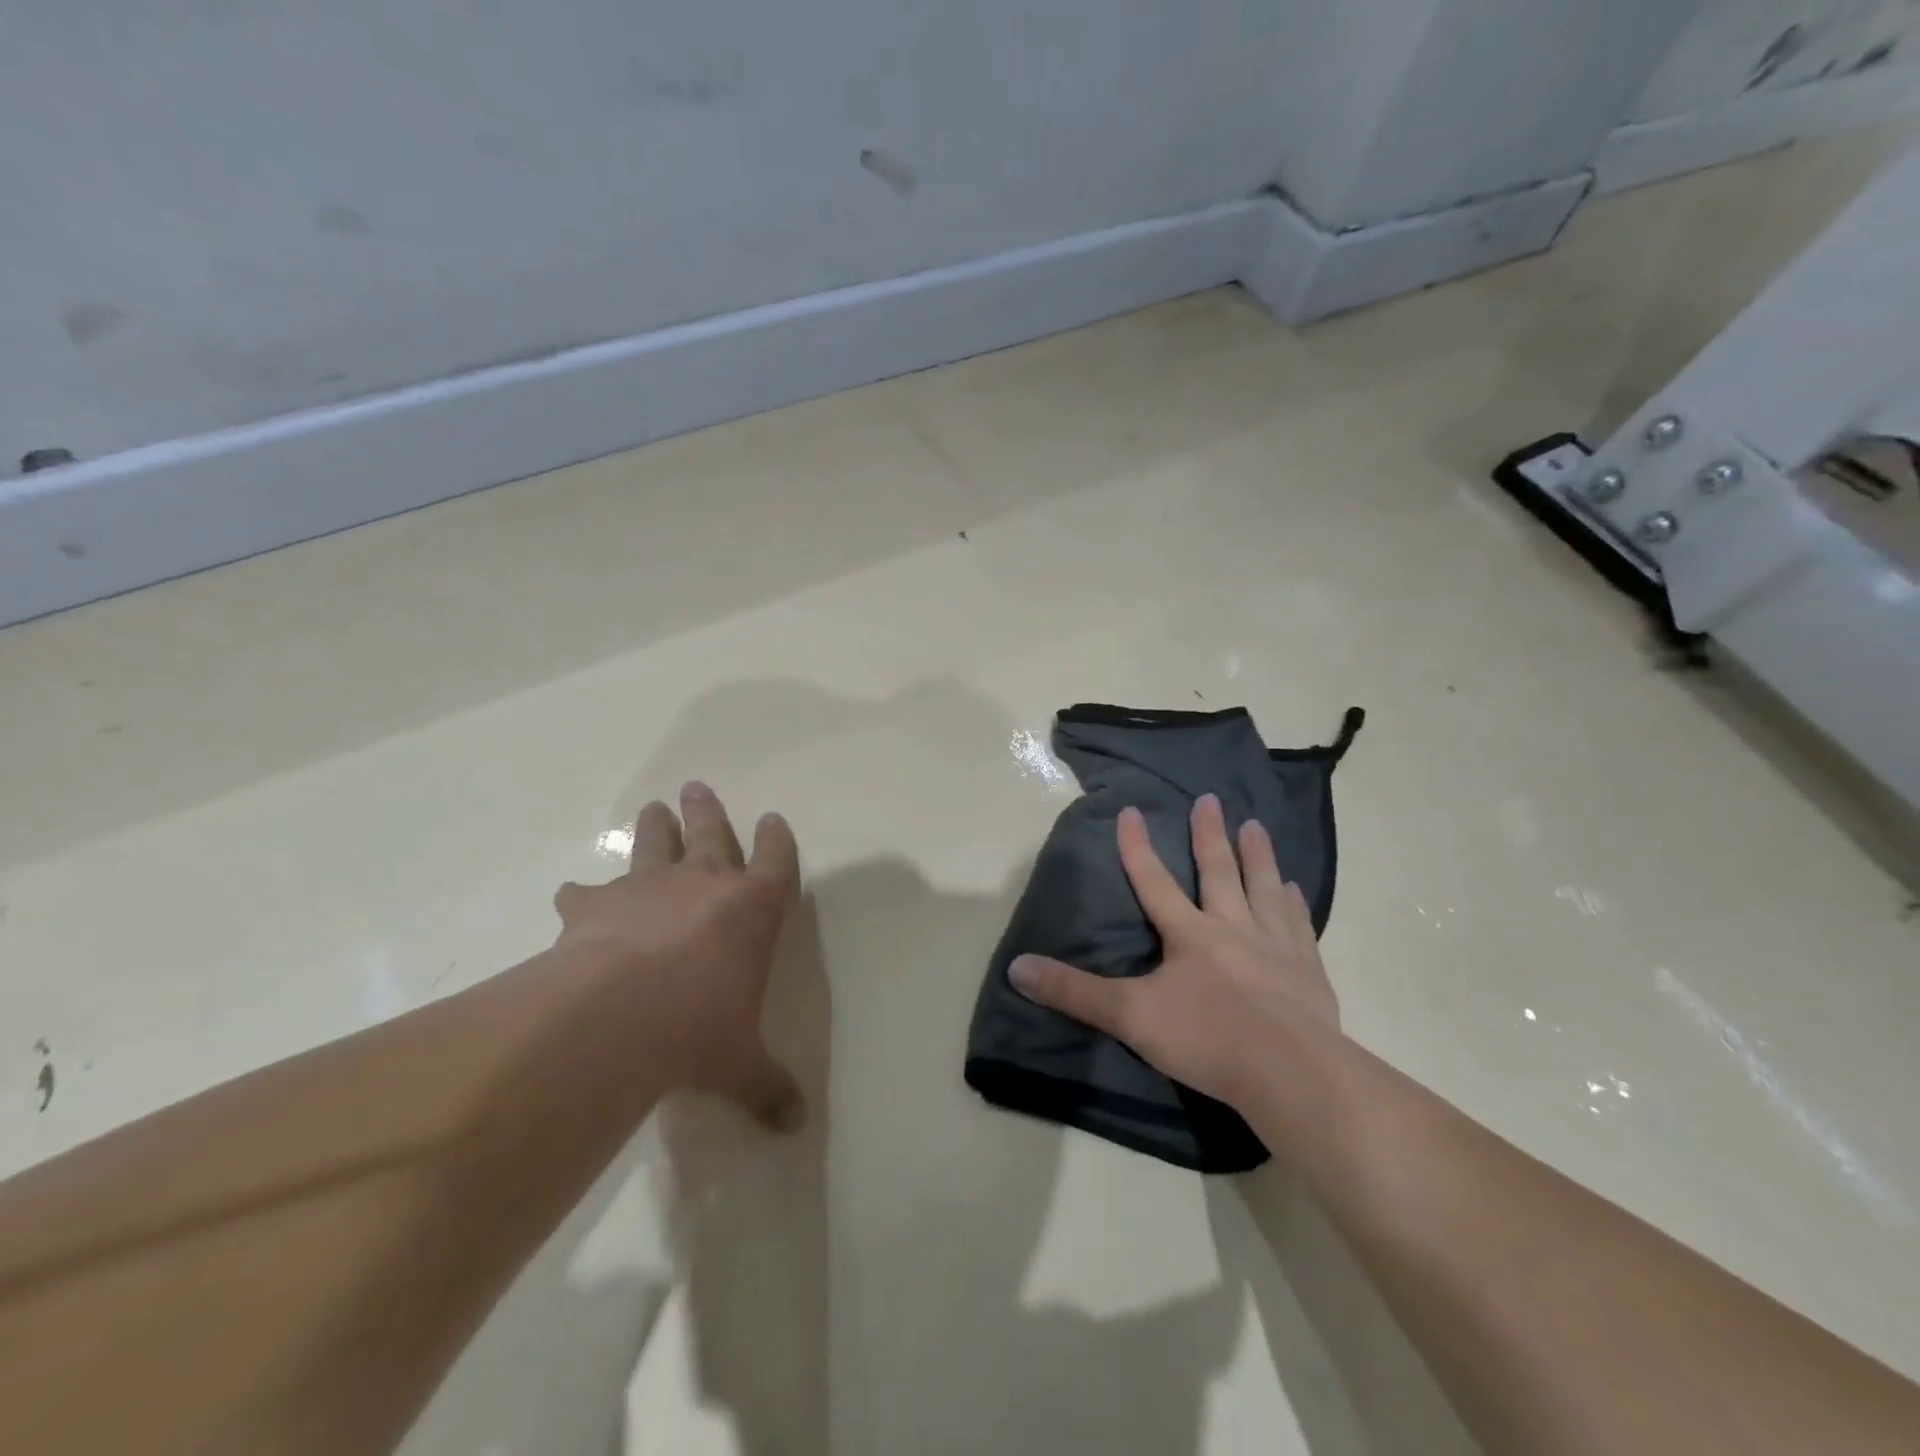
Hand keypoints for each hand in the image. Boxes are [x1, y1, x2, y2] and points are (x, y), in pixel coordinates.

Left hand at [553, 781, 804, 1129]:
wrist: (620, 1014)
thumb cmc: (701, 1026)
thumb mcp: (741, 1063)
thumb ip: (768, 1087)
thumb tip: (797, 1126)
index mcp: (753, 907)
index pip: (776, 860)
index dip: (777, 839)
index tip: (773, 819)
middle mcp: (704, 884)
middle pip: (710, 833)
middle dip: (707, 812)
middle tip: (697, 788)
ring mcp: (647, 887)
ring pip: (654, 845)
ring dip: (654, 828)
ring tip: (651, 808)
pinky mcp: (595, 906)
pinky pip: (588, 892)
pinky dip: (582, 894)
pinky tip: (572, 894)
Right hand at [1009, 794, 1340, 1107]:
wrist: (1291, 1073)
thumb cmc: (1207, 1039)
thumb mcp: (1130, 1017)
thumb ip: (1074, 991)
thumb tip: (1016, 967)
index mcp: (1189, 934)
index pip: (1154, 881)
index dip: (1137, 847)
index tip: (1131, 810)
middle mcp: (1233, 928)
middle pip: (1218, 872)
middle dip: (1209, 835)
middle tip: (1210, 798)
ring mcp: (1275, 946)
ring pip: (1263, 889)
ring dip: (1258, 856)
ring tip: (1255, 826)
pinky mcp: (1307, 970)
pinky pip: (1298, 925)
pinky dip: (1294, 905)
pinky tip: (1295, 890)